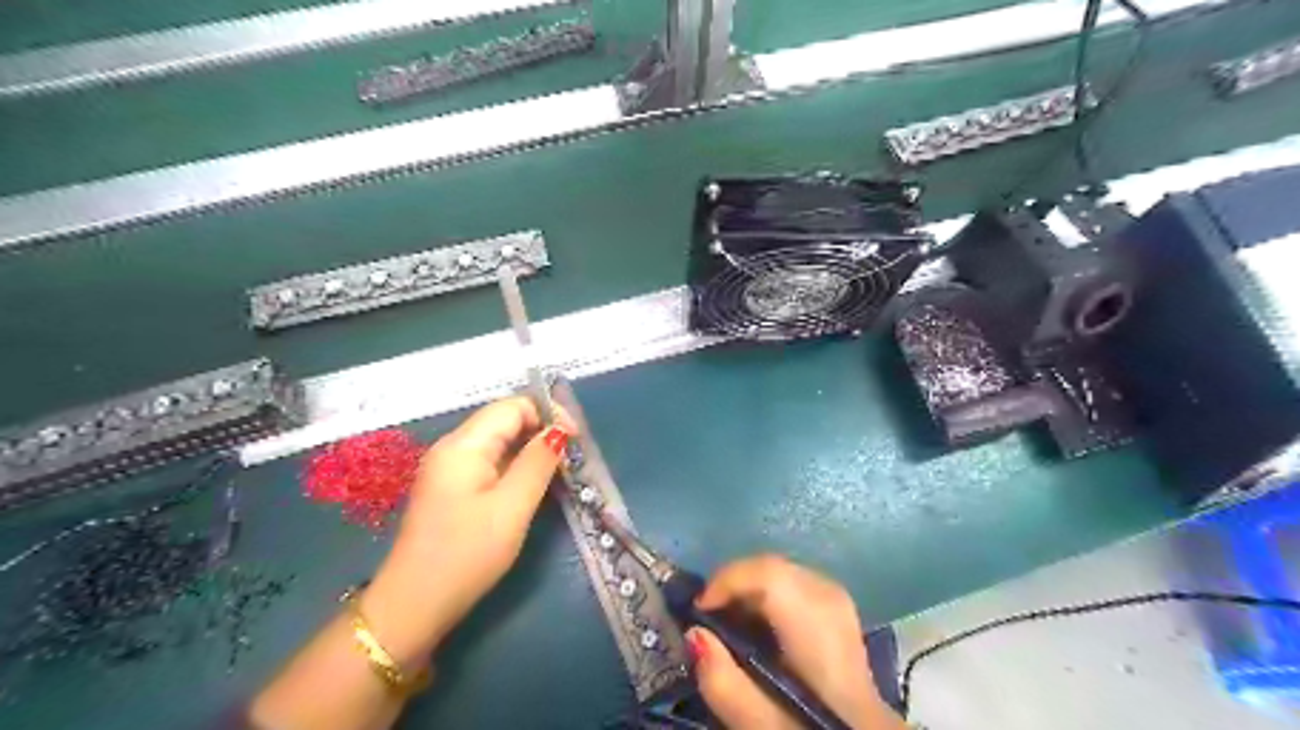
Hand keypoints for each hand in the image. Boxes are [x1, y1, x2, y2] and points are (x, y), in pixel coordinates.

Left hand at [360, 398, 571, 667]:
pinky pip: (489, 461)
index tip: (576, 440)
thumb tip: (559, 430)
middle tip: (571, 458)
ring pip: (498, 442)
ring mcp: (448, 468)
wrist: (415, 605)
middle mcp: (453, 447)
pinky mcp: (451, 488)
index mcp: (464, 445)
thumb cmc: (467, 554)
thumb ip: (537, 463)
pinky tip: (530, 486)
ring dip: (529, 449)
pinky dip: (514, 466)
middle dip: (541, 430)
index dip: (548, 413)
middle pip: (504, 420)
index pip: (512, 406)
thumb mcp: (512, 507)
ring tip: (558, 472)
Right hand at [690, 557, 905, 725]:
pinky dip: (766, 594)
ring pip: (782, 570)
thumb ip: (725, 685)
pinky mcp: (837, 607)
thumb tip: (695, 634)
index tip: (699, 610)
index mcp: (818, 630)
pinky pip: (792, 581)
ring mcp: (839, 601)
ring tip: (727, 622)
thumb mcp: (764, 726)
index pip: (771, 574)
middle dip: (734, 583)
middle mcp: (832, 602)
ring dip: (748, 588)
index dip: (728, 579)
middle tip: (708, 616)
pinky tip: (757, 627)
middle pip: (774, 567)